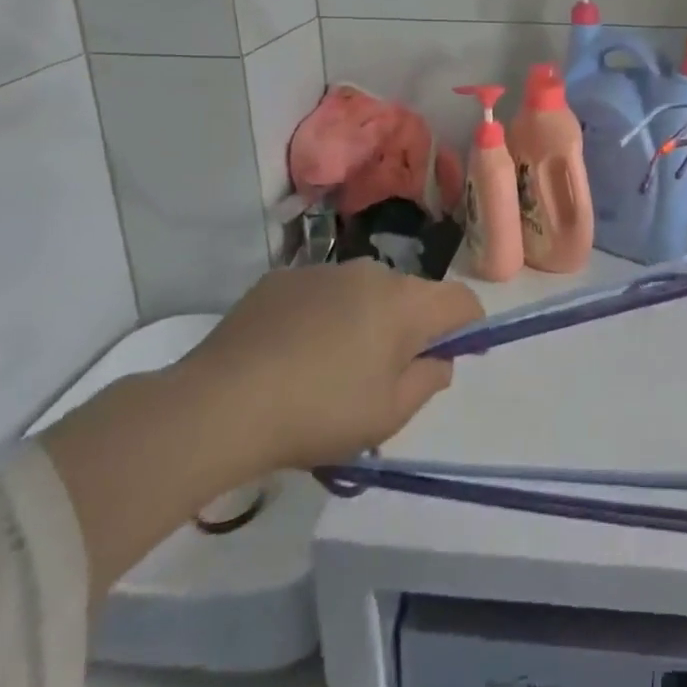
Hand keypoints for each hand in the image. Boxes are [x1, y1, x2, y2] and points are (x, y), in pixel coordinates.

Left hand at [177, 260, 484, 476]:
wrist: (218, 405)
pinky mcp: (281, 278)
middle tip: (383, 375)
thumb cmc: (318, 413)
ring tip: (331, 367)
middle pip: (412, 295)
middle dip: (410, 328)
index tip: (450, 357)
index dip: (468, 328)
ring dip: (365, 320)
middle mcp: (371, 272)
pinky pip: (322, 293)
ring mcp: (323, 270)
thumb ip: (429, 380)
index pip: (462, 300)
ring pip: (365, 292)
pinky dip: (323, 316)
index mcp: (405, 303)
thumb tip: (437, 358)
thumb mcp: (388, 415)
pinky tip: (292, 353)